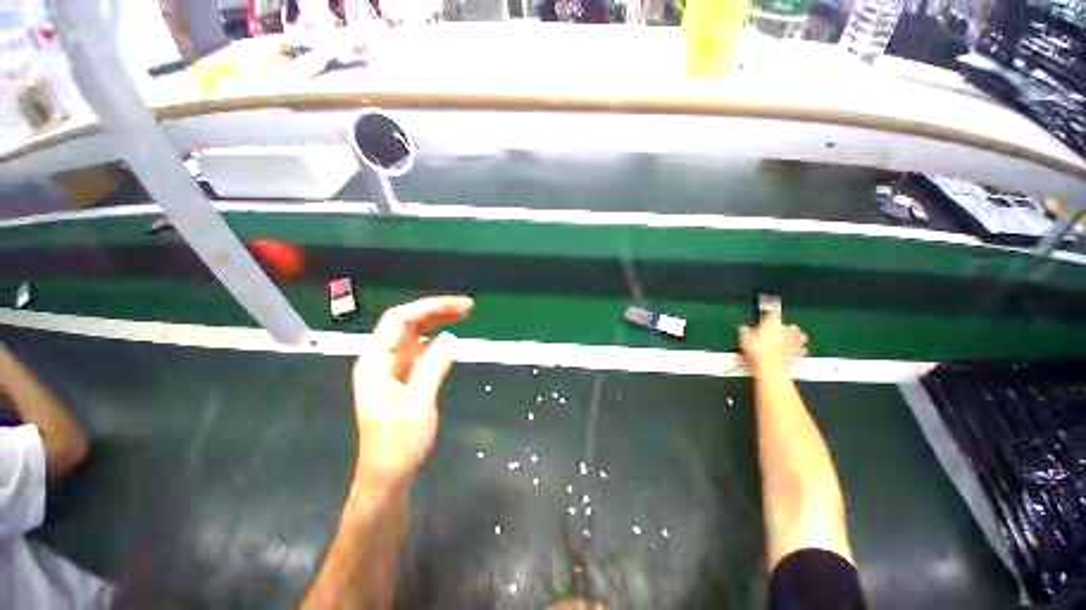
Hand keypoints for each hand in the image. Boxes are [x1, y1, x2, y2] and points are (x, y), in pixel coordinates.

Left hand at [351, 296, 473, 488]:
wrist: (388, 475)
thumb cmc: (398, 445)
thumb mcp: (417, 405)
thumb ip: (433, 368)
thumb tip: (451, 337)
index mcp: (376, 362)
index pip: (399, 320)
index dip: (428, 307)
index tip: (456, 306)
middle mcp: (382, 359)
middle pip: (408, 323)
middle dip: (437, 311)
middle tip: (468, 307)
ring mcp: (393, 367)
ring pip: (415, 334)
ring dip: (439, 321)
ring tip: (464, 315)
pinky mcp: (404, 377)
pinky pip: (421, 349)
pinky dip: (437, 339)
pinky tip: (451, 338)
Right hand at [739, 311, 807, 376]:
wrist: (771, 369)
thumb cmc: (758, 352)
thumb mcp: (744, 339)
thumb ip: (745, 332)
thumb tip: (743, 328)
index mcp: (773, 323)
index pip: (774, 310)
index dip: (772, 306)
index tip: (772, 304)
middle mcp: (786, 330)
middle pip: (789, 325)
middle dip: (785, 326)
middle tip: (778, 328)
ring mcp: (794, 342)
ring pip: (799, 336)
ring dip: (797, 336)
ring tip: (794, 337)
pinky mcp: (798, 354)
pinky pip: (801, 350)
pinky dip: (800, 350)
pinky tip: (799, 351)